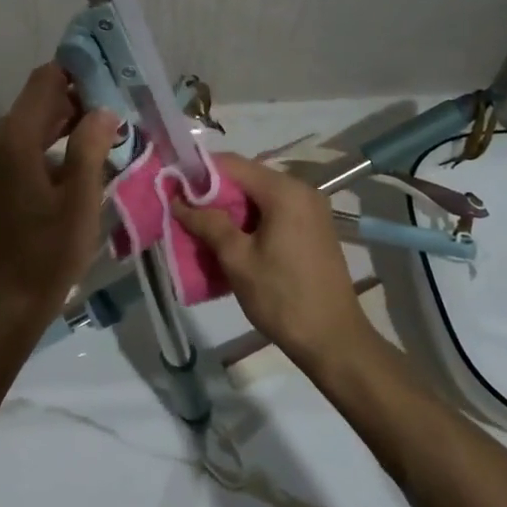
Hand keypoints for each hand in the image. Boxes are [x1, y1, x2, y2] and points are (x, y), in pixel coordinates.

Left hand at [0, 63, 119, 327]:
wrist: (7, 300)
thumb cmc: (47, 251)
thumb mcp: (80, 199)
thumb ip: (91, 146)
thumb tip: (103, 108)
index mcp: (16, 137)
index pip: (47, 80)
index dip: (80, 70)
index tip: (115, 73)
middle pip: (42, 98)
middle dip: (82, 96)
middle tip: (124, 102)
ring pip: (38, 121)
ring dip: (72, 119)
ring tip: (115, 126)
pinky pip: (31, 142)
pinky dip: (58, 140)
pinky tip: (89, 153)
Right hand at [172, 153, 370, 366]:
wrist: (334, 342)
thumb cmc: (282, 297)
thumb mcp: (237, 259)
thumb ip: (207, 223)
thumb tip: (178, 200)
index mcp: (284, 191)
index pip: (232, 164)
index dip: (198, 172)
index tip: (172, 186)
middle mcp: (301, 190)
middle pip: (246, 178)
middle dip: (212, 192)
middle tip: (181, 210)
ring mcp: (310, 210)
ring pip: (258, 197)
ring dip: (229, 209)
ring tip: (200, 228)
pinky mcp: (312, 229)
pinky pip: (273, 212)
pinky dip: (249, 221)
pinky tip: (229, 241)